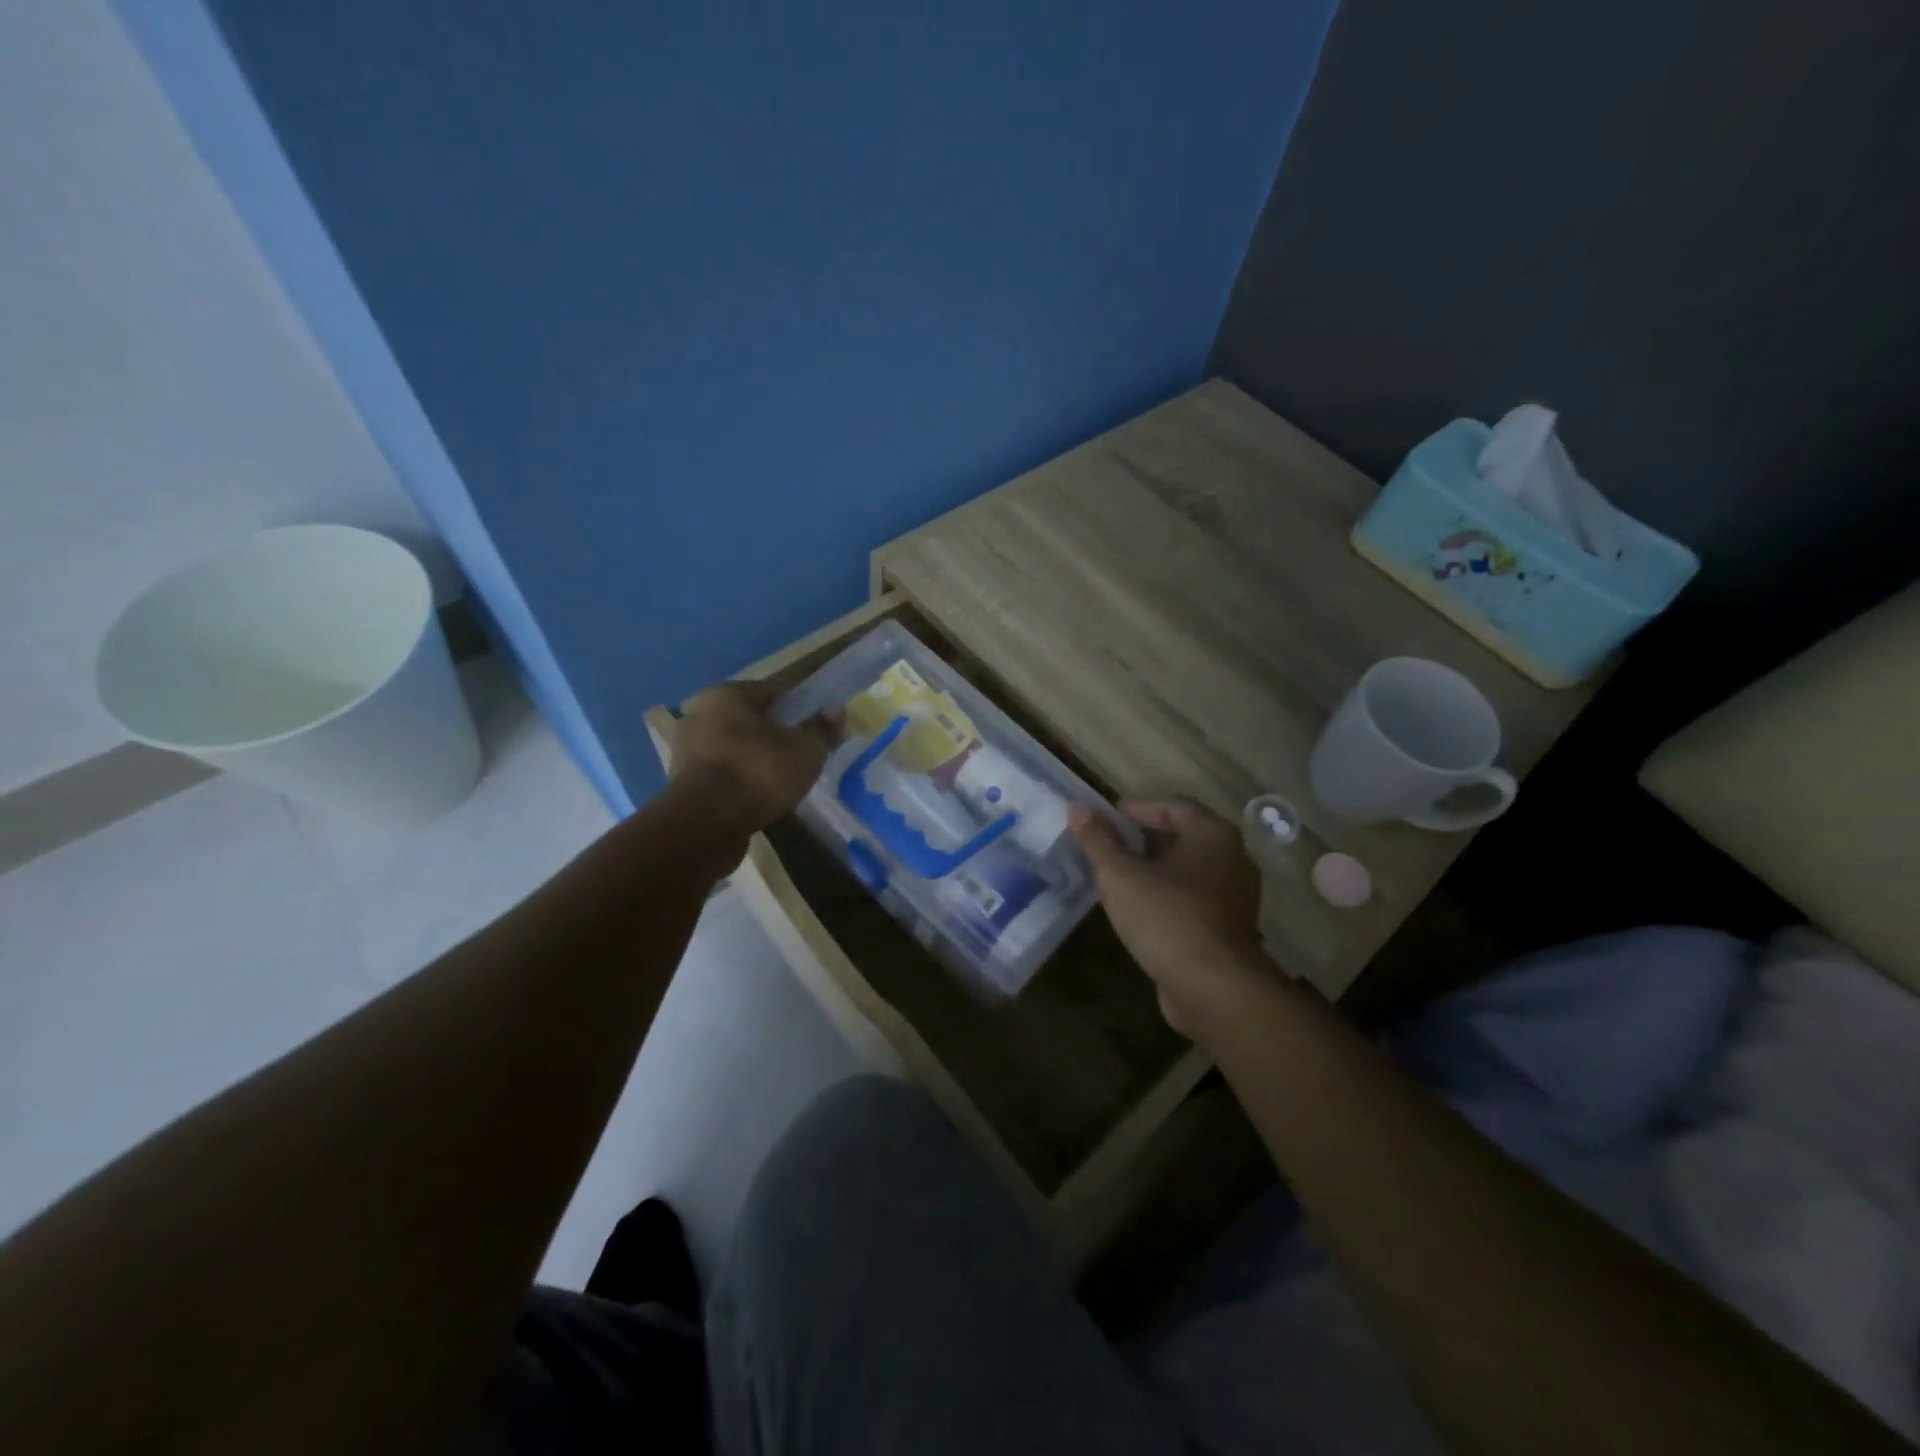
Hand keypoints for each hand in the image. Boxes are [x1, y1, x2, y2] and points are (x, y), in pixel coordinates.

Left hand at [671, 681, 836, 834]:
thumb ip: (822, 729)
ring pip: (735, 745)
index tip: (818, 721)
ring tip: (784, 776)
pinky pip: (723, 771)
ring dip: (757, 756)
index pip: (773, 690)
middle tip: (803, 750)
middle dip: (776, 731)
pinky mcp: (682, 781)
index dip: (800, 703)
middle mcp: (700, 713)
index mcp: (727, 694)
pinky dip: (741, 778)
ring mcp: (687, 748)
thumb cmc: (758, 773)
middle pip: (751, 718)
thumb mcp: (805, 750)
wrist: (705, 824)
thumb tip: (837, 710)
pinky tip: (760, 794)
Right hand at [1069, 798, 1274, 1040]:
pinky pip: (1196, 899)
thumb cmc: (1167, 918)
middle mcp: (1233, 858)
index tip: (1109, 817)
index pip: (1175, 805)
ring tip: (1119, 877)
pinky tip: (1141, 910)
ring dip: (1156, 869)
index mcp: (1212, 835)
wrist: (1215, 989)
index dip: (1140, 807)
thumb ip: (1098, 839)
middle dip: (1146, 838)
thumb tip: (1078, 807)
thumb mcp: (1120, 874)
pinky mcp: (1231, 928)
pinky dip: (1169, 895)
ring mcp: (1236, 896)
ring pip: (1190, 870)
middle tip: (1110, 845)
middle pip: (1185, 836)